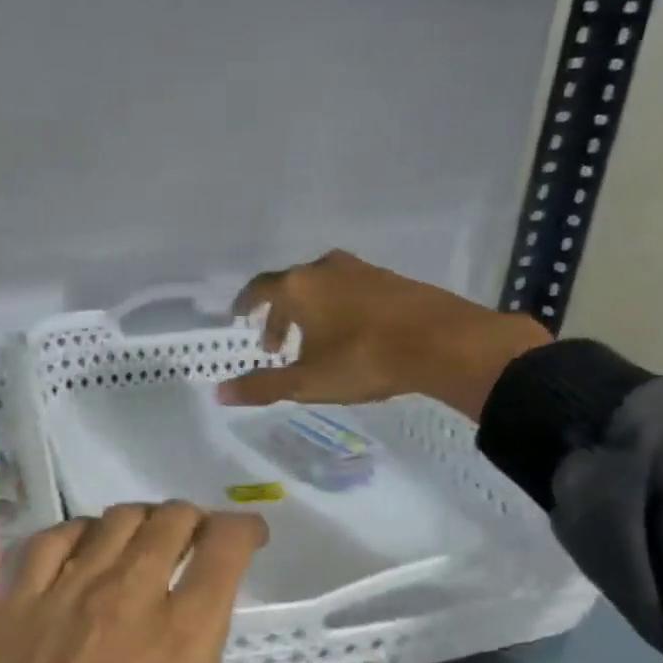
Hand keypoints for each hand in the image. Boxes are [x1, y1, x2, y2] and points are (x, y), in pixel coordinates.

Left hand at [0, 506, 373, 662]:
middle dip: (191, 518)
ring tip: (148, 539)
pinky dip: (75, 533)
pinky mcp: (12, 613)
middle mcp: (123, 601)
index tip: (251, 533)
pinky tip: (84, 551)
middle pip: (165, 521)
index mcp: (182, 639)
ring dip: (136, 520)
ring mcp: (60, 600)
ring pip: (107, 522)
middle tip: (202, 538)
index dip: (241, 528)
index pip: (222, 547)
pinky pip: (49, 543)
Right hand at [215, 249, 549, 421]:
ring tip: (313, 342)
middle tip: (276, 345)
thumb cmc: (363, 359)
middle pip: (291, 286)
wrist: (444, 343)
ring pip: (323, 287)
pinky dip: (339, 308)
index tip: (240, 317)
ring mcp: (362, 271)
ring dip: (310, 311)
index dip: (246, 304)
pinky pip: (351, 290)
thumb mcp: (307, 382)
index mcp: (299, 286)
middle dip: (278, 314)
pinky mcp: (392, 280)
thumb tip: (219, 393)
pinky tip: (351, 335)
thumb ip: (262, 386)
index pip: (260, 288)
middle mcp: (326, 269)